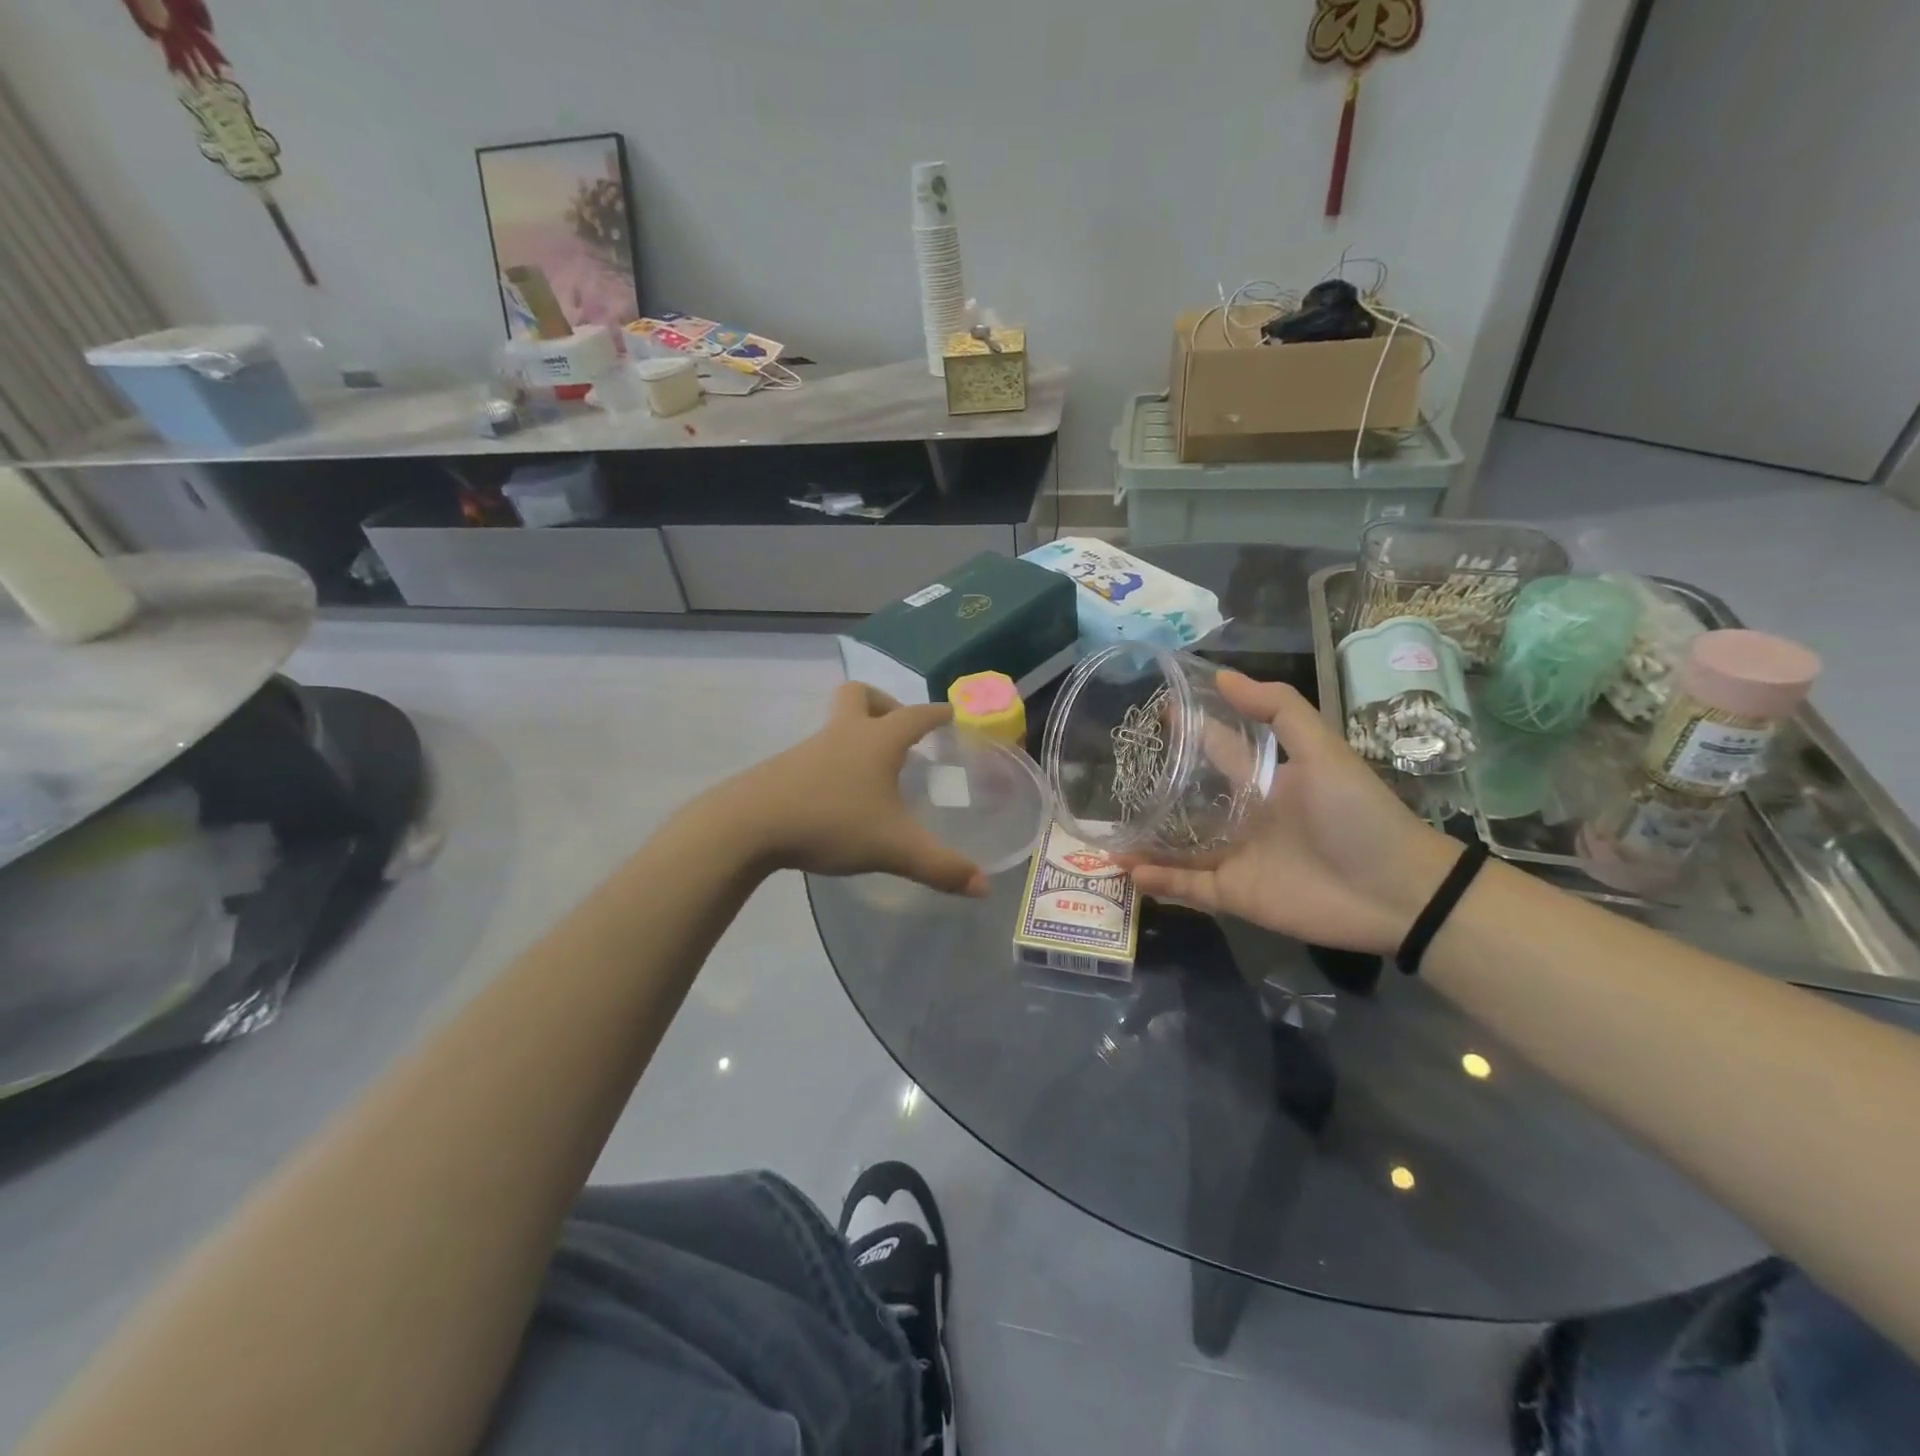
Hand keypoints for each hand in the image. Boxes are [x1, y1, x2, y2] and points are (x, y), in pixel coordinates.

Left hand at [711, 683, 989, 896]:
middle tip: (899, 733)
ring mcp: (809, 748)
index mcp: (877, 740)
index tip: (951, 713)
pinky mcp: (784, 768)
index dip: (937, 713)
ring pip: (836, 725)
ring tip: (874, 774)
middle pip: (861, 695)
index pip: (916, 714)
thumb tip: (983, 887)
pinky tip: (837, 798)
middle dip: (884, 704)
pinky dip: (834, 763)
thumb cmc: (831, 822)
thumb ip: (941, 867)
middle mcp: (843, 733)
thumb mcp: (894, 848)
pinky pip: (817, 753)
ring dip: (857, 736)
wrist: (748, 825)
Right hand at [1124, 672, 1460, 953]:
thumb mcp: (1323, 751)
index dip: (1185, 730)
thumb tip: (1222, 673)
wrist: (1398, 891)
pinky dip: (1160, 882)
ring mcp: (1235, 857)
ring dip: (1144, 841)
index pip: (1214, 748)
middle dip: (1151, 792)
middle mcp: (1242, 816)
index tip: (1146, 714)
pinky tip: (1130, 871)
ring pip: (1178, 847)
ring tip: (1105, 835)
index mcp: (1262, 779)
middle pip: (1186, 800)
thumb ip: (1279, 711)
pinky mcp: (1235, 895)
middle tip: (1106, 781)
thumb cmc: (1360, 814)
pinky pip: (1189, 888)